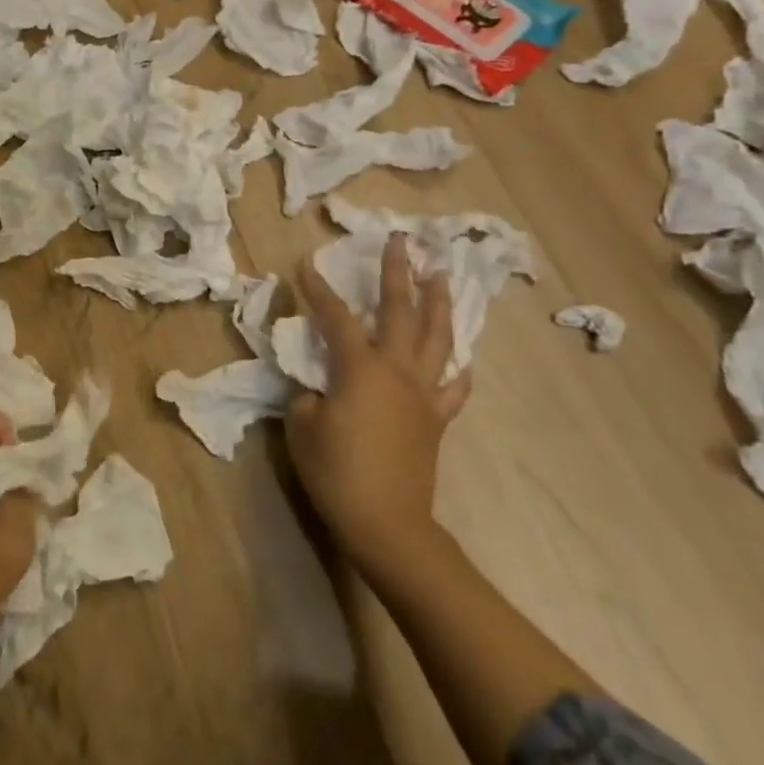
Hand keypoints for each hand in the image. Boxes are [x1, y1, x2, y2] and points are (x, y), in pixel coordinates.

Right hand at [286, 234, 467, 581]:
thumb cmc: (336, 471)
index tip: (307, 263)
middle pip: (400, 311)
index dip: (319, 289)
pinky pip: (454, 387)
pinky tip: (461, 356)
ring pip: (436, 338)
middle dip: (397, 273)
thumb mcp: (302, 426)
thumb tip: (321, 386)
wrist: (386, 523)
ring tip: (440, 275)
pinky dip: (457, 367)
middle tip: (400, 242)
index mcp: (360, 368)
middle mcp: (397, 370)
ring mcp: (423, 394)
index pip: (336, 317)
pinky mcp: (435, 418)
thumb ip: (309, 394)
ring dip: (438, 303)